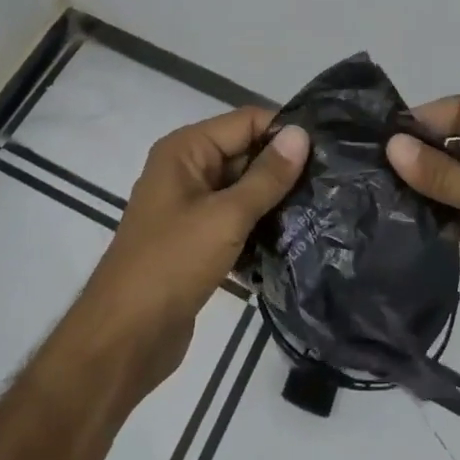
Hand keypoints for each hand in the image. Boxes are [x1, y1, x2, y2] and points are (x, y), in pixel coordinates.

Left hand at [78, 108, 307, 394]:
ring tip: (323, 209)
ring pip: (243, 190)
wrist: (125, 338)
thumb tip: (302, 134)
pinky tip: (296, 239)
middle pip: (245, 153)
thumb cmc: (172, 264)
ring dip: (275, 200)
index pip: (245, 121)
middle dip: (283, 167)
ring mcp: (190, 207)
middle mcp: (186, 170)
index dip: (284, 131)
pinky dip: (260, 227)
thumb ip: (267, 176)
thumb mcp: (225, 216)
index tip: (328, 151)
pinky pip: (236, 220)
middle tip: (333, 183)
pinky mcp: (197, 241)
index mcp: (185, 150)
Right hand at [387, 98, 459, 382]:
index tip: (381, 135)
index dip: (425, 119)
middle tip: (370, 166)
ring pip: (457, 182)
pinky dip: (438, 217)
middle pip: (458, 145)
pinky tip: (403, 221)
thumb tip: (391, 146)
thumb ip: (442, 174)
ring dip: (426, 188)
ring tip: (377, 192)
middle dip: (420, 154)